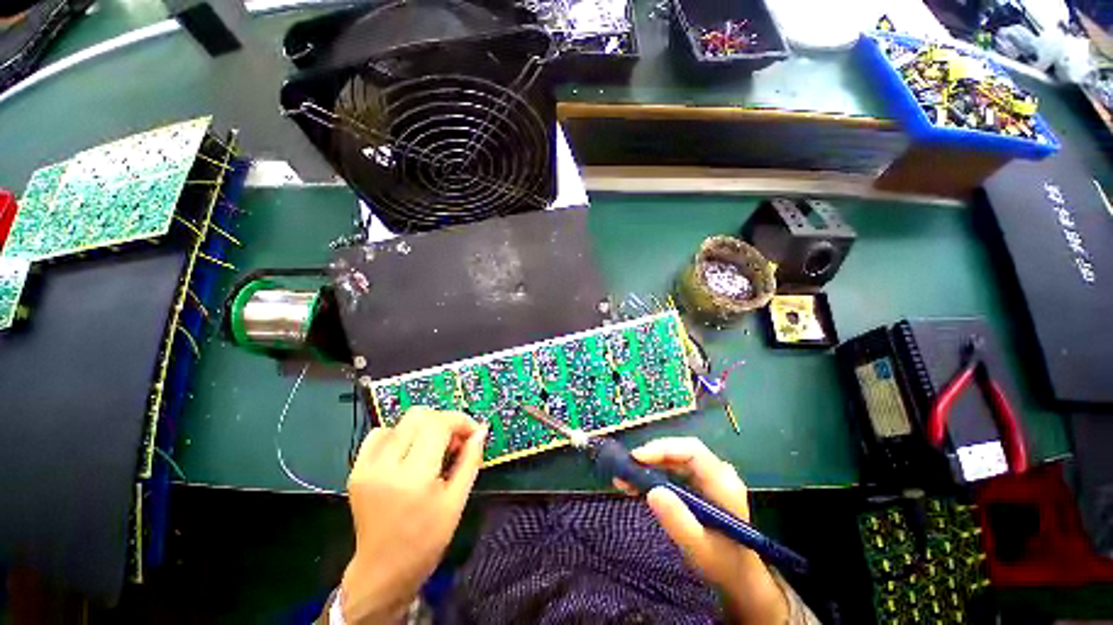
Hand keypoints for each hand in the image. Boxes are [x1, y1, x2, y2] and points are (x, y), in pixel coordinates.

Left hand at [339, 407, 486, 623]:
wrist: (382, 571)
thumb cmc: (426, 540)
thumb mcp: (456, 501)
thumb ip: (470, 460)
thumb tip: (481, 430)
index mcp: (414, 478)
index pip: (438, 424)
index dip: (460, 421)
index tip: (471, 433)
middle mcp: (386, 466)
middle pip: (419, 416)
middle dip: (443, 421)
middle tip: (452, 442)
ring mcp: (366, 467)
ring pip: (401, 421)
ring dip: (422, 428)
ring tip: (431, 450)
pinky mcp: (356, 470)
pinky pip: (379, 434)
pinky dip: (399, 435)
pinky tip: (408, 453)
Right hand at [617, 438, 788, 623]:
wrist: (739, 579)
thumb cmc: (722, 565)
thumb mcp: (699, 548)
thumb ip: (678, 521)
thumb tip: (652, 491)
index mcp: (723, 483)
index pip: (692, 451)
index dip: (663, 449)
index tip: (637, 458)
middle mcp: (717, 473)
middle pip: (680, 451)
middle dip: (651, 457)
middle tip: (626, 468)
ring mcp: (708, 477)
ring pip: (674, 459)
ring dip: (649, 466)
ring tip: (624, 479)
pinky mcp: (698, 484)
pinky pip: (673, 470)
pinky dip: (653, 476)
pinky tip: (636, 486)